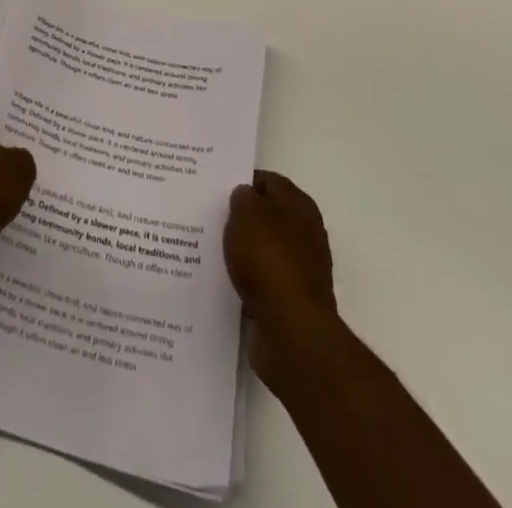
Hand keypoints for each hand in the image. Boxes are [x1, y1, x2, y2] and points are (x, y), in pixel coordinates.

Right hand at [225, 170, 339, 386]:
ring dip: (241, 251)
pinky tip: (221, 280)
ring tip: (207, 249)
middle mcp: (304, 234)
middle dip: (240, 217)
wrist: (291, 331)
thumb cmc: (269, 259)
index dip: (242, 181)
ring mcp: (299, 269)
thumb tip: (244, 197)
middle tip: (207, 217)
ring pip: (262, 250)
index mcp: (299, 205)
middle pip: (266, 216)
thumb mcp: (246, 212)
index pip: (268, 181)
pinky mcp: (289, 301)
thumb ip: (242, 197)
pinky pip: (260, 281)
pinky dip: (244, 280)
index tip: (215, 188)